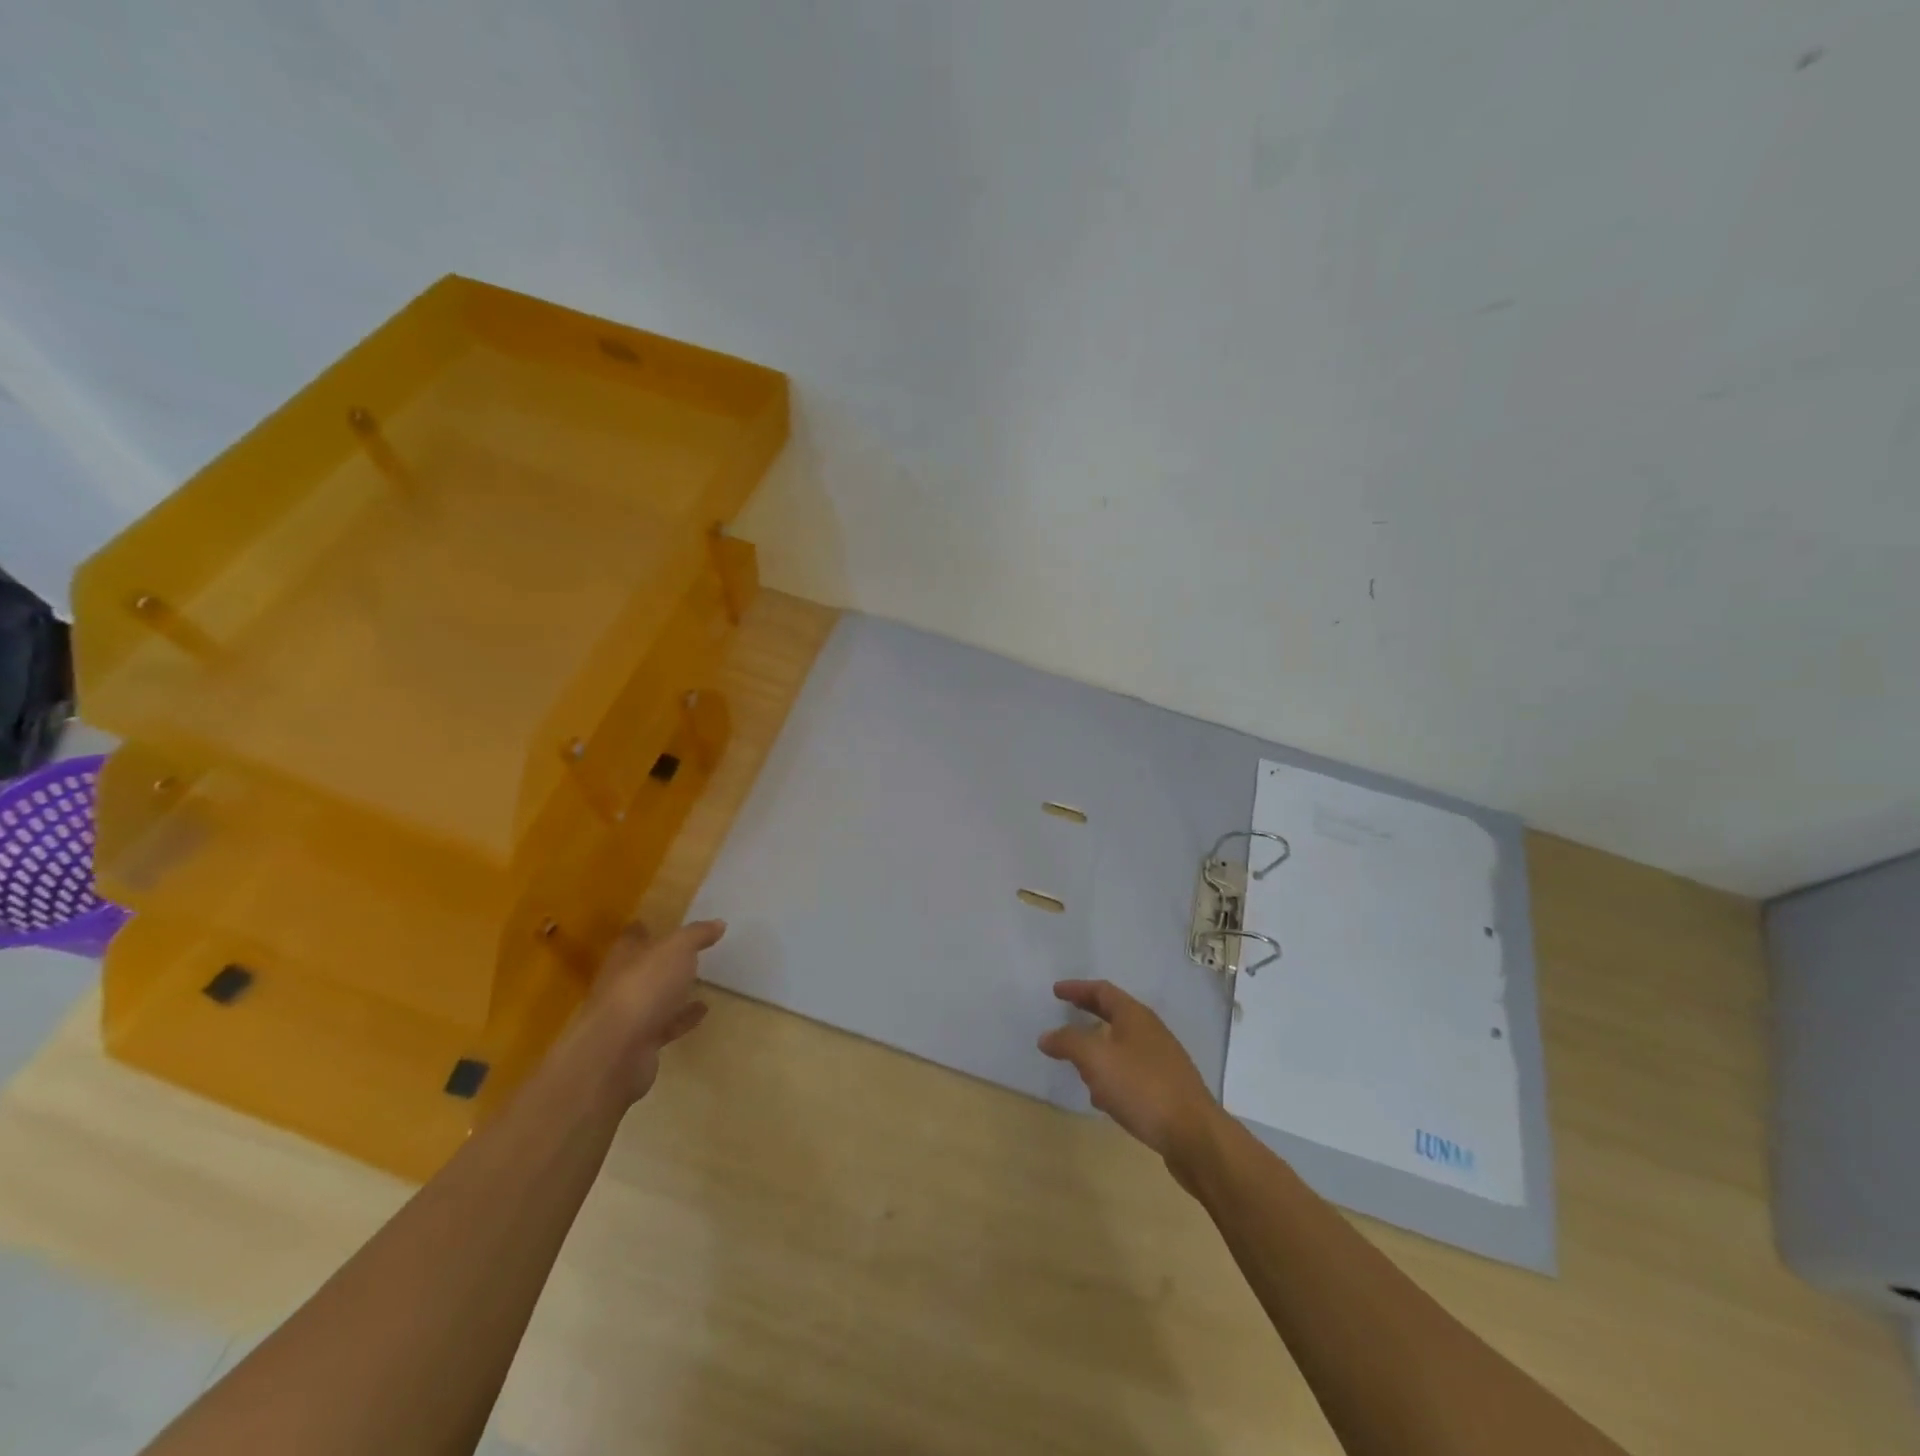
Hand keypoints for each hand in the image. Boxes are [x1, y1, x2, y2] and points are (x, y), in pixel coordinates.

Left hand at [581, 919, 724, 1102]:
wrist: (617, 1052)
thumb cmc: (644, 988)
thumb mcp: (676, 950)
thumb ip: (696, 935)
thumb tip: (717, 923)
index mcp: (625, 956)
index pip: (633, 936)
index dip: (645, 928)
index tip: (659, 923)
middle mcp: (622, 983)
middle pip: (642, 967)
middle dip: (661, 960)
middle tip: (688, 951)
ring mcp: (629, 1015)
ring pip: (654, 997)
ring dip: (673, 990)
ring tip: (700, 981)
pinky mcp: (640, 1042)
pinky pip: (666, 1024)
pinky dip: (683, 1017)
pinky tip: (703, 1010)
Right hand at [1038, 979, 1219, 1169]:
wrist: (1193, 1135)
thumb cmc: (1142, 1087)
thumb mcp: (1096, 1059)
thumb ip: (1068, 1043)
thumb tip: (1046, 1036)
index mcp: (1135, 1016)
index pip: (1102, 991)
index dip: (1077, 989)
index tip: (1056, 991)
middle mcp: (1150, 1032)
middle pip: (1113, 1015)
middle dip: (1087, 1015)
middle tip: (1065, 1015)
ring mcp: (1161, 1060)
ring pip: (1122, 1046)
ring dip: (1098, 1049)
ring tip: (1078, 1063)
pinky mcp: (1166, 1088)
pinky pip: (1131, 1073)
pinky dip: (1111, 1076)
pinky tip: (1103, 1098)